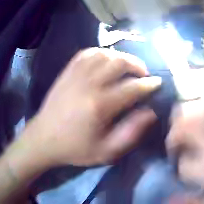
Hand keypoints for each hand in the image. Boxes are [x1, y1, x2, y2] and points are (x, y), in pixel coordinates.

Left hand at [25, 48, 161, 166]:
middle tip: (144, 75)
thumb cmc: (76, 148)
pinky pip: (88, 52)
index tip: (158, 83)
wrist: (45, 138)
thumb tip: (150, 112)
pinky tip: (106, 60)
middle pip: (119, 63)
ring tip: (127, 67)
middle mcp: (89, 83)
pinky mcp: (68, 70)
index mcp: (100, 105)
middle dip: (137, 65)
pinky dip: (102, 53)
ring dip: (121, 57)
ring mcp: (76, 74)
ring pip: (105, 54)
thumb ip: (130, 132)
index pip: (131, 88)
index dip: (148, 84)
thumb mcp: (107, 151)